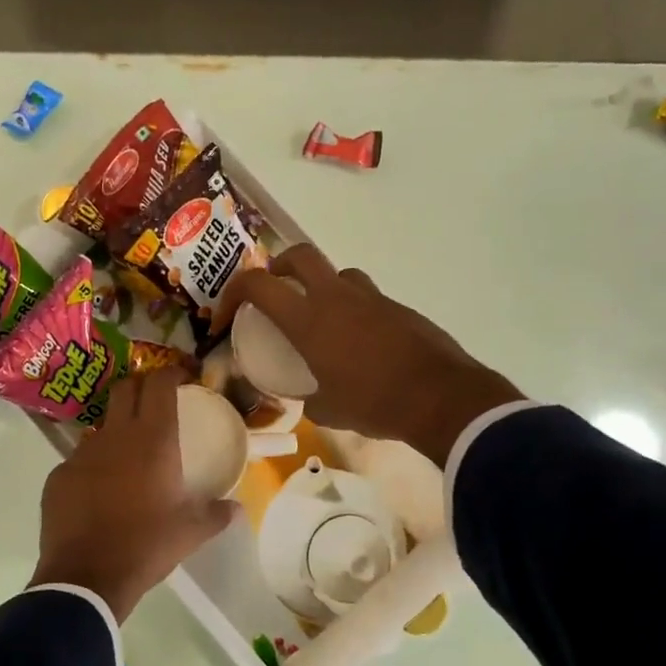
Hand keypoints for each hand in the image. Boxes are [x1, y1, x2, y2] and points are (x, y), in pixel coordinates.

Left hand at [30, 368, 239, 621]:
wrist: (86, 577)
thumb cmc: (146, 546)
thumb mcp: (191, 533)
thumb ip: (216, 514)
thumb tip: (237, 508)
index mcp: (152, 440)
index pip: (159, 384)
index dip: (171, 373)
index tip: (181, 378)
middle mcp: (115, 436)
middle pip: (125, 389)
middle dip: (140, 387)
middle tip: (154, 402)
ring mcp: (81, 454)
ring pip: (101, 427)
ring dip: (116, 431)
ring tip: (128, 458)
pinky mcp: (58, 475)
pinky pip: (79, 460)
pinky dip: (93, 467)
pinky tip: (99, 493)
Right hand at [216, 244, 523, 464]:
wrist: (441, 398)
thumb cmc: (375, 404)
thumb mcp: (329, 410)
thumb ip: (309, 398)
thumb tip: (307, 397)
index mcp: (309, 320)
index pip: (257, 285)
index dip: (232, 294)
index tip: (225, 318)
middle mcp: (337, 298)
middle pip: (299, 255)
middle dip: (279, 267)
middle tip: (274, 291)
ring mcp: (372, 298)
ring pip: (338, 274)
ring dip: (321, 287)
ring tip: (320, 321)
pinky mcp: (399, 308)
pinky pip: (367, 298)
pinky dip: (354, 311)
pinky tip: (360, 345)